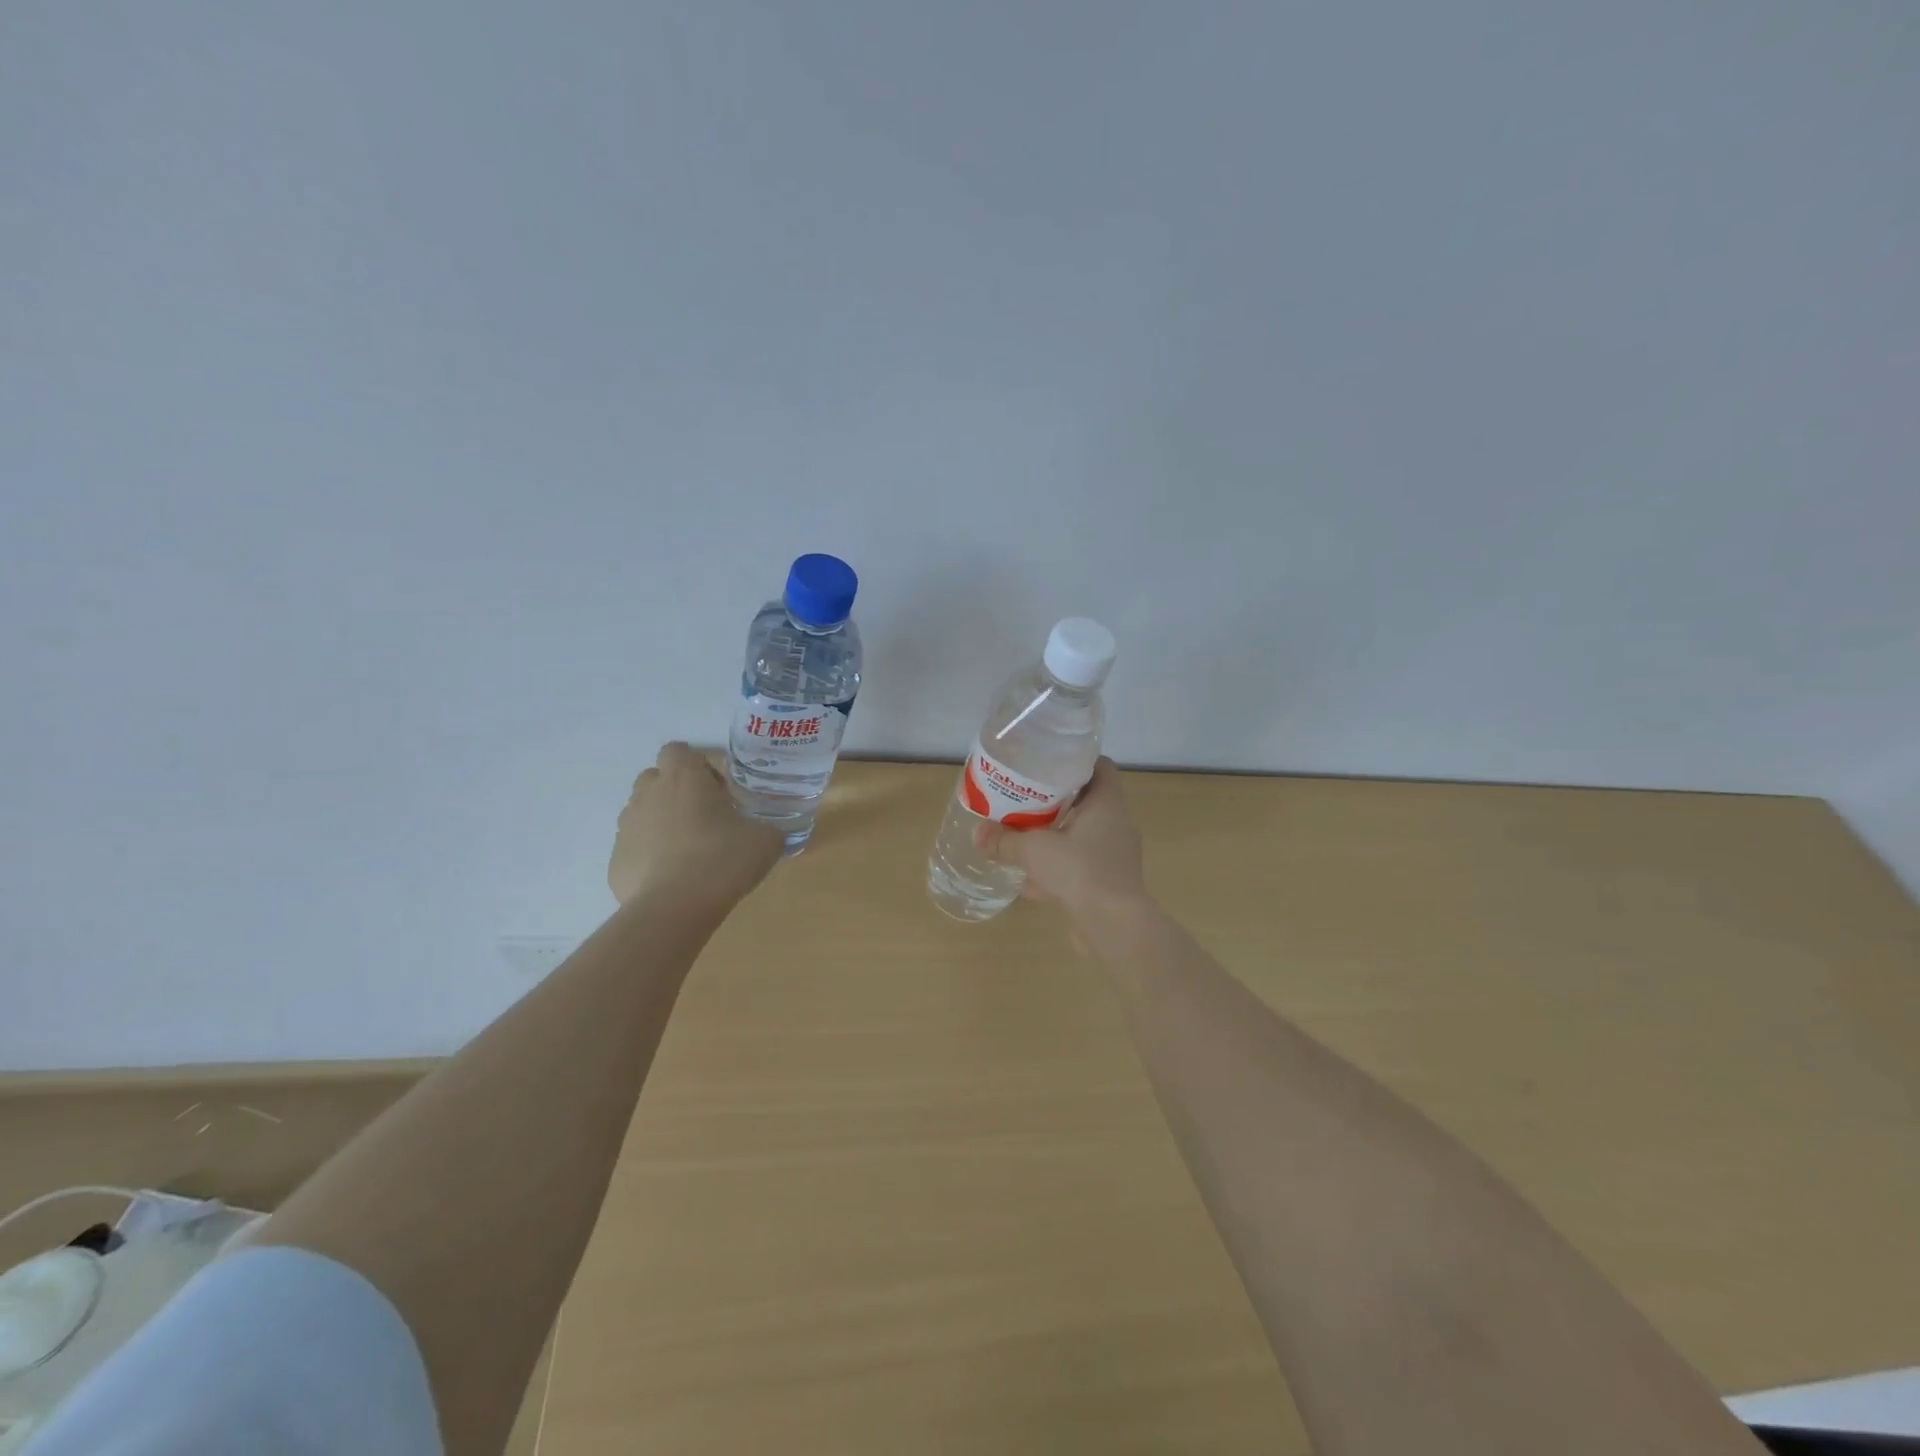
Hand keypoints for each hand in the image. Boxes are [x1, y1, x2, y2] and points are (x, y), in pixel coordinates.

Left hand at [609, 742, 782, 908]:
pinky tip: (672, 878)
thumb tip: (764, 833)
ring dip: (661, 823)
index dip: (697, 765)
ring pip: (642, 813)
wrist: (675, 908)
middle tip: (704, 816)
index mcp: (683, 777)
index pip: (678, 750)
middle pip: (655, 778)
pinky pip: (635, 849)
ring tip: (688, 850)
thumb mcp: (766, 840)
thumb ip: (765, 827)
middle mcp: (648, 794)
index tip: (717, 788)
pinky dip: (650, 857)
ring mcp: (626, 828)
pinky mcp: (615, 861)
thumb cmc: (723, 859)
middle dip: (675, 790)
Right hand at [976, 757, 1148, 921]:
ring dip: (1059, 836)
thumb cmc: (1079, 871)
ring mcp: (1116, 856)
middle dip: (1058, 801)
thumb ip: (1005, 841)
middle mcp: (1117, 825)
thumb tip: (978, 833)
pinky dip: (1060, 869)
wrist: (1114, 925)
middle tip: (1028, 798)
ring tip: (1027, 837)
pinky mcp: (1111, 883)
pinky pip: (1083, 867)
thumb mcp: (1034, 850)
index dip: (1078, 761)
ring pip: (1085, 836)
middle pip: (1089, 801)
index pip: (1101, 767)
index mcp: (1108, 804)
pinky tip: (1033, 882)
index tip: (1050, 764)